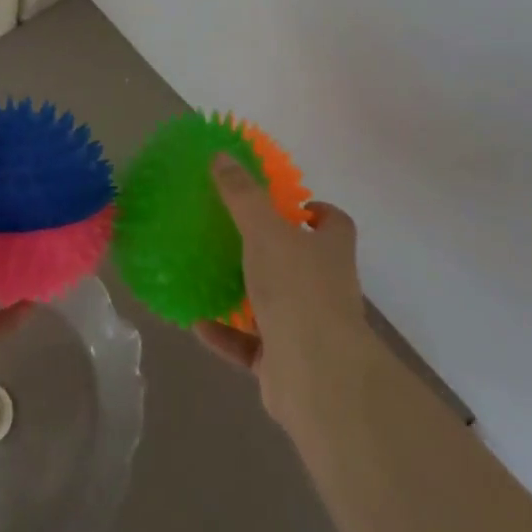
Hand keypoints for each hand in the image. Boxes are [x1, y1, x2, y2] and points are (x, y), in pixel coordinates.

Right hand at [195, 152, 369, 430]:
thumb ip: (243, 195)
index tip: (290, 204)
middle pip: (303, 263)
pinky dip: (226, 334)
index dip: (317, 212)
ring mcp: (308, 329)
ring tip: (209, 275)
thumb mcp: (265, 231)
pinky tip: (197, 322)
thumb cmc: (297, 290)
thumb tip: (222, 156)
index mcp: (329, 252)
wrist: (316, 376)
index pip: (335, 224)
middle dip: (273, 251)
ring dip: (246, 294)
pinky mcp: (285, 364)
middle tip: (234, 234)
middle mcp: (325, 288)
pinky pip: (250, 345)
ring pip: (275, 305)